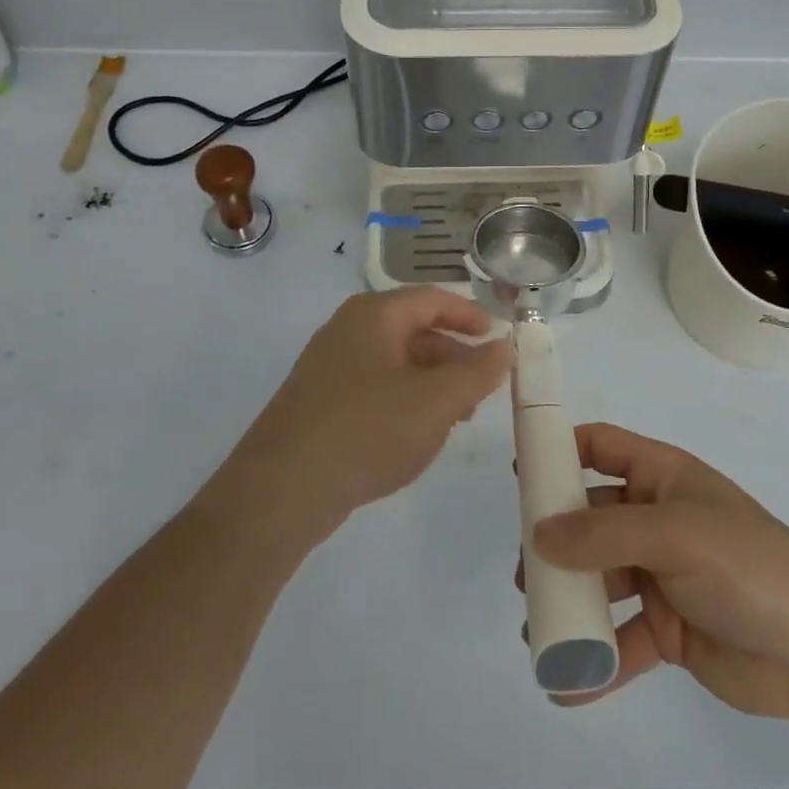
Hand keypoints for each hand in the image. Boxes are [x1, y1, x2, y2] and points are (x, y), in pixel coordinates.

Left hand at [216, 290, 510, 540]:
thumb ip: (477, 372)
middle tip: (482, 387)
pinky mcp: (318, 401)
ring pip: (394, 362)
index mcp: (374, 315)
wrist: (283, 488)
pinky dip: (404, 400)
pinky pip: (373, 387)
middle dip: (453, 356)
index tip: (497, 338)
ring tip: (457, 416)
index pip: (432, 299)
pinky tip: (416, 434)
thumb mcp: (436, 401)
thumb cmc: (368, 429)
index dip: (469, 315)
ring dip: (431, 382)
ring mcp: (328, 366)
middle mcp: (348, 330)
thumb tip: (505, 347)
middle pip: (413, 330)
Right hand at [524, 423, 788, 723]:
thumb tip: (539, 532)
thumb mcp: (673, 534)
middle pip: (590, 519)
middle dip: (555, 541)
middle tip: (524, 570)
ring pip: (600, 581)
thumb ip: (603, 534)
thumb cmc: (746, 564)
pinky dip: (595, 660)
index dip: (561, 451)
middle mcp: (656, 521)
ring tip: (536, 628)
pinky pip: (621, 640)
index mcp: (662, 478)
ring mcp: (661, 576)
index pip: (602, 447)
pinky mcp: (669, 631)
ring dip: (569, 602)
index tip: (520, 473)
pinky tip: (566, 684)